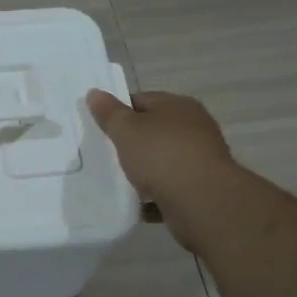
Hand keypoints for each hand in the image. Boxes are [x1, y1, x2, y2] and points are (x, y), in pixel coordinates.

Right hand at [86, 89, 242, 252]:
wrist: (202, 202)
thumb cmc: (162, 155)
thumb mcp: (126, 129)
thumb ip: (109, 113)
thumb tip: (94, 93)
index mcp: (178, 106)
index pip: (141, 100)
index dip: (118, 111)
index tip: (99, 128)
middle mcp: (193, 128)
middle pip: (153, 131)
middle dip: (130, 143)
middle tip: (104, 154)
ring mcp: (198, 159)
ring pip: (161, 161)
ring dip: (142, 171)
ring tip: (116, 180)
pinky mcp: (199, 188)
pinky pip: (168, 188)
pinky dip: (152, 196)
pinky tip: (134, 203)